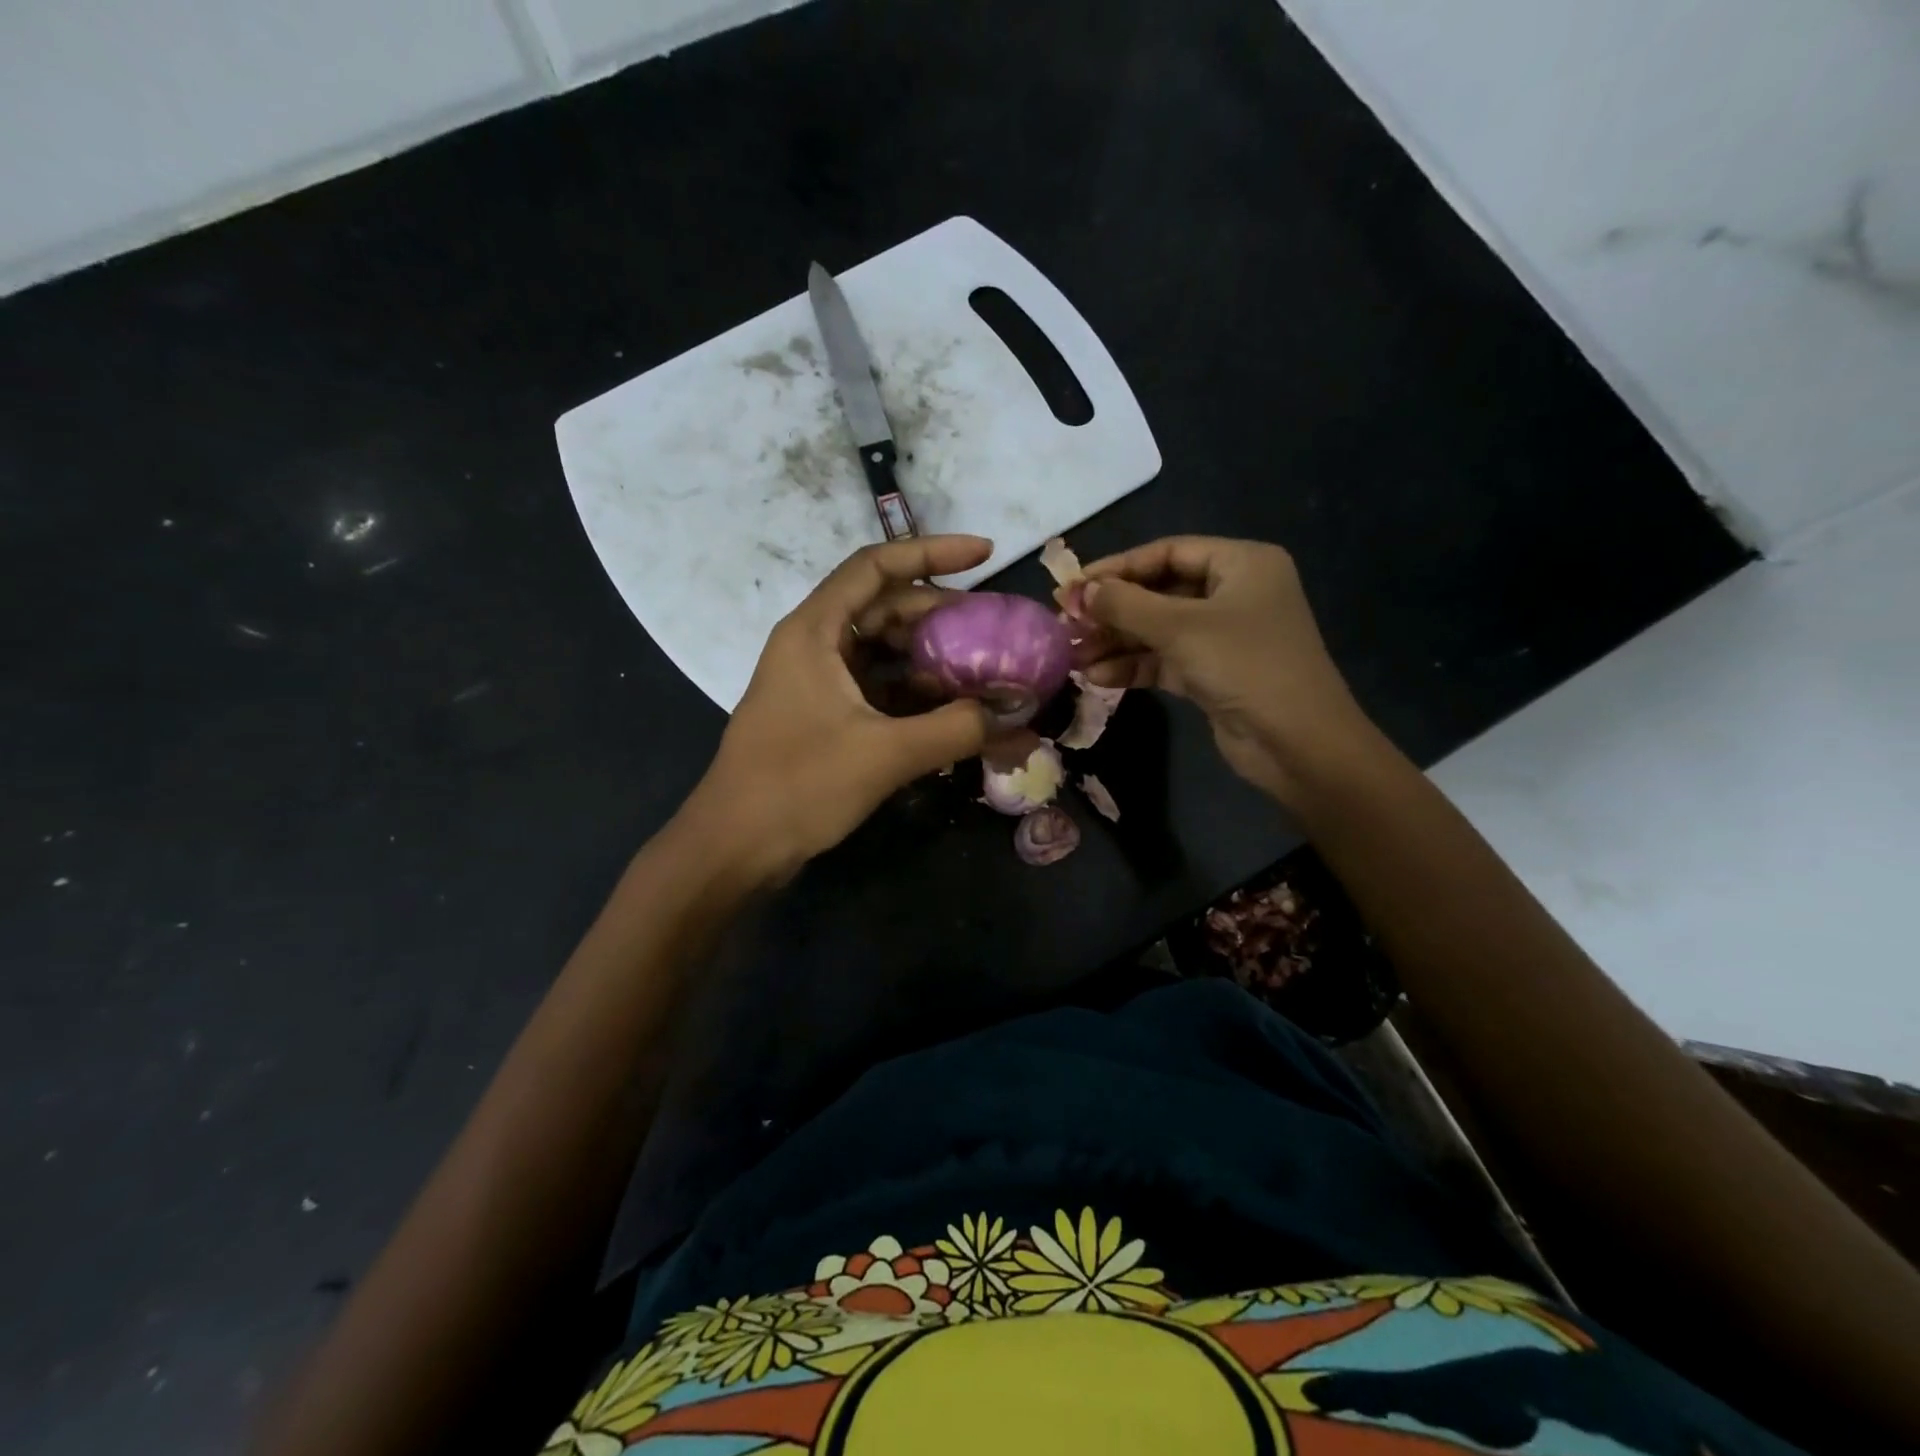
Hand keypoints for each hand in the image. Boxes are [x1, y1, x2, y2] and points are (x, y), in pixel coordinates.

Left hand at [684, 536, 992, 881]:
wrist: (735, 847)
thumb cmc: (798, 786)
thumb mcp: (884, 754)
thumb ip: (955, 729)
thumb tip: (1015, 714)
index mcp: (815, 631)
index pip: (875, 566)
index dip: (932, 552)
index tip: (985, 555)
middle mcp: (813, 645)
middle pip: (883, 608)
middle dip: (941, 614)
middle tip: (994, 628)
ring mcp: (815, 682)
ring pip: (882, 651)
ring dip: (930, 658)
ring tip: (981, 671)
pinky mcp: (821, 716)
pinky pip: (875, 687)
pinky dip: (912, 692)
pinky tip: (950, 710)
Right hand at [1073, 536, 1373, 804]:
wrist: (1297, 744)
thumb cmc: (1245, 666)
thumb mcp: (1181, 628)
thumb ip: (1126, 605)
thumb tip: (1080, 591)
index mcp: (1241, 564)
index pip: (1168, 552)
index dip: (1118, 568)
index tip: (1074, 587)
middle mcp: (1233, 594)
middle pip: (1159, 592)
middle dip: (1113, 611)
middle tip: (1067, 624)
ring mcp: (1223, 636)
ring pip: (1157, 630)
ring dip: (1116, 642)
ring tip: (1074, 656)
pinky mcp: (1212, 674)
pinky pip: (1164, 660)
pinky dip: (1134, 666)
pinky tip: (1098, 676)